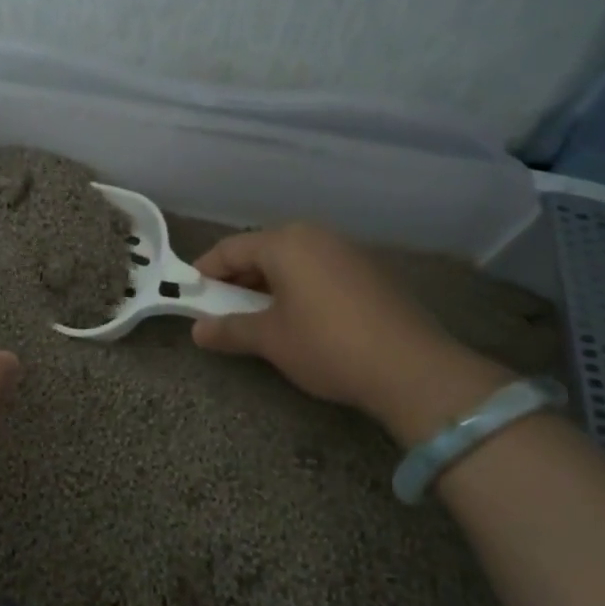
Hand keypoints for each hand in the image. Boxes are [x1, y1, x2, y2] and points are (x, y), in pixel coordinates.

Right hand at [191, 223, 506, 444]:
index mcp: (285, 242)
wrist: (414, 369)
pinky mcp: (371, 270)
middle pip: (263, 250)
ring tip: (260, 315)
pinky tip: (302, 316)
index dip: (206, 271)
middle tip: (223, 307)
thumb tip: (198, 331)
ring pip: (293, 259)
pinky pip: (320, 269)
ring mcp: (347, 250)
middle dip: (238, 278)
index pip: (231, 249)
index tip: (190, 293)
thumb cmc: (327, 345)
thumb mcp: (271, 340)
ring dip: (270, 283)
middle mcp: (315, 235)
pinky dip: (300, 286)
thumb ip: (229, 329)